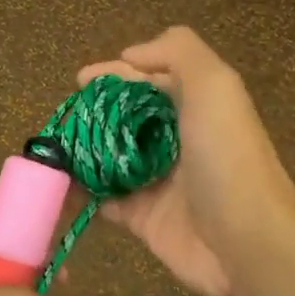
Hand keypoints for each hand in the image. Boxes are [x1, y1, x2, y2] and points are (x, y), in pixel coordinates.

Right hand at [79, 26, 294, 295]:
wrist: (245, 243)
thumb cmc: (227, 159)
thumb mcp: (214, 85)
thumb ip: (178, 52)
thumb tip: (130, 55)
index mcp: (195, 107)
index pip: (149, 80)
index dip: (116, 74)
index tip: (80, 80)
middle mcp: (176, 140)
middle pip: (125, 118)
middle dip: (91, 114)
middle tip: (61, 119)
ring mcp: (158, 181)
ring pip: (110, 158)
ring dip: (81, 152)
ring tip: (49, 150)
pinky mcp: (142, 218)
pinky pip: (104, 199)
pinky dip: (81, 193)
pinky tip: (57, 185)